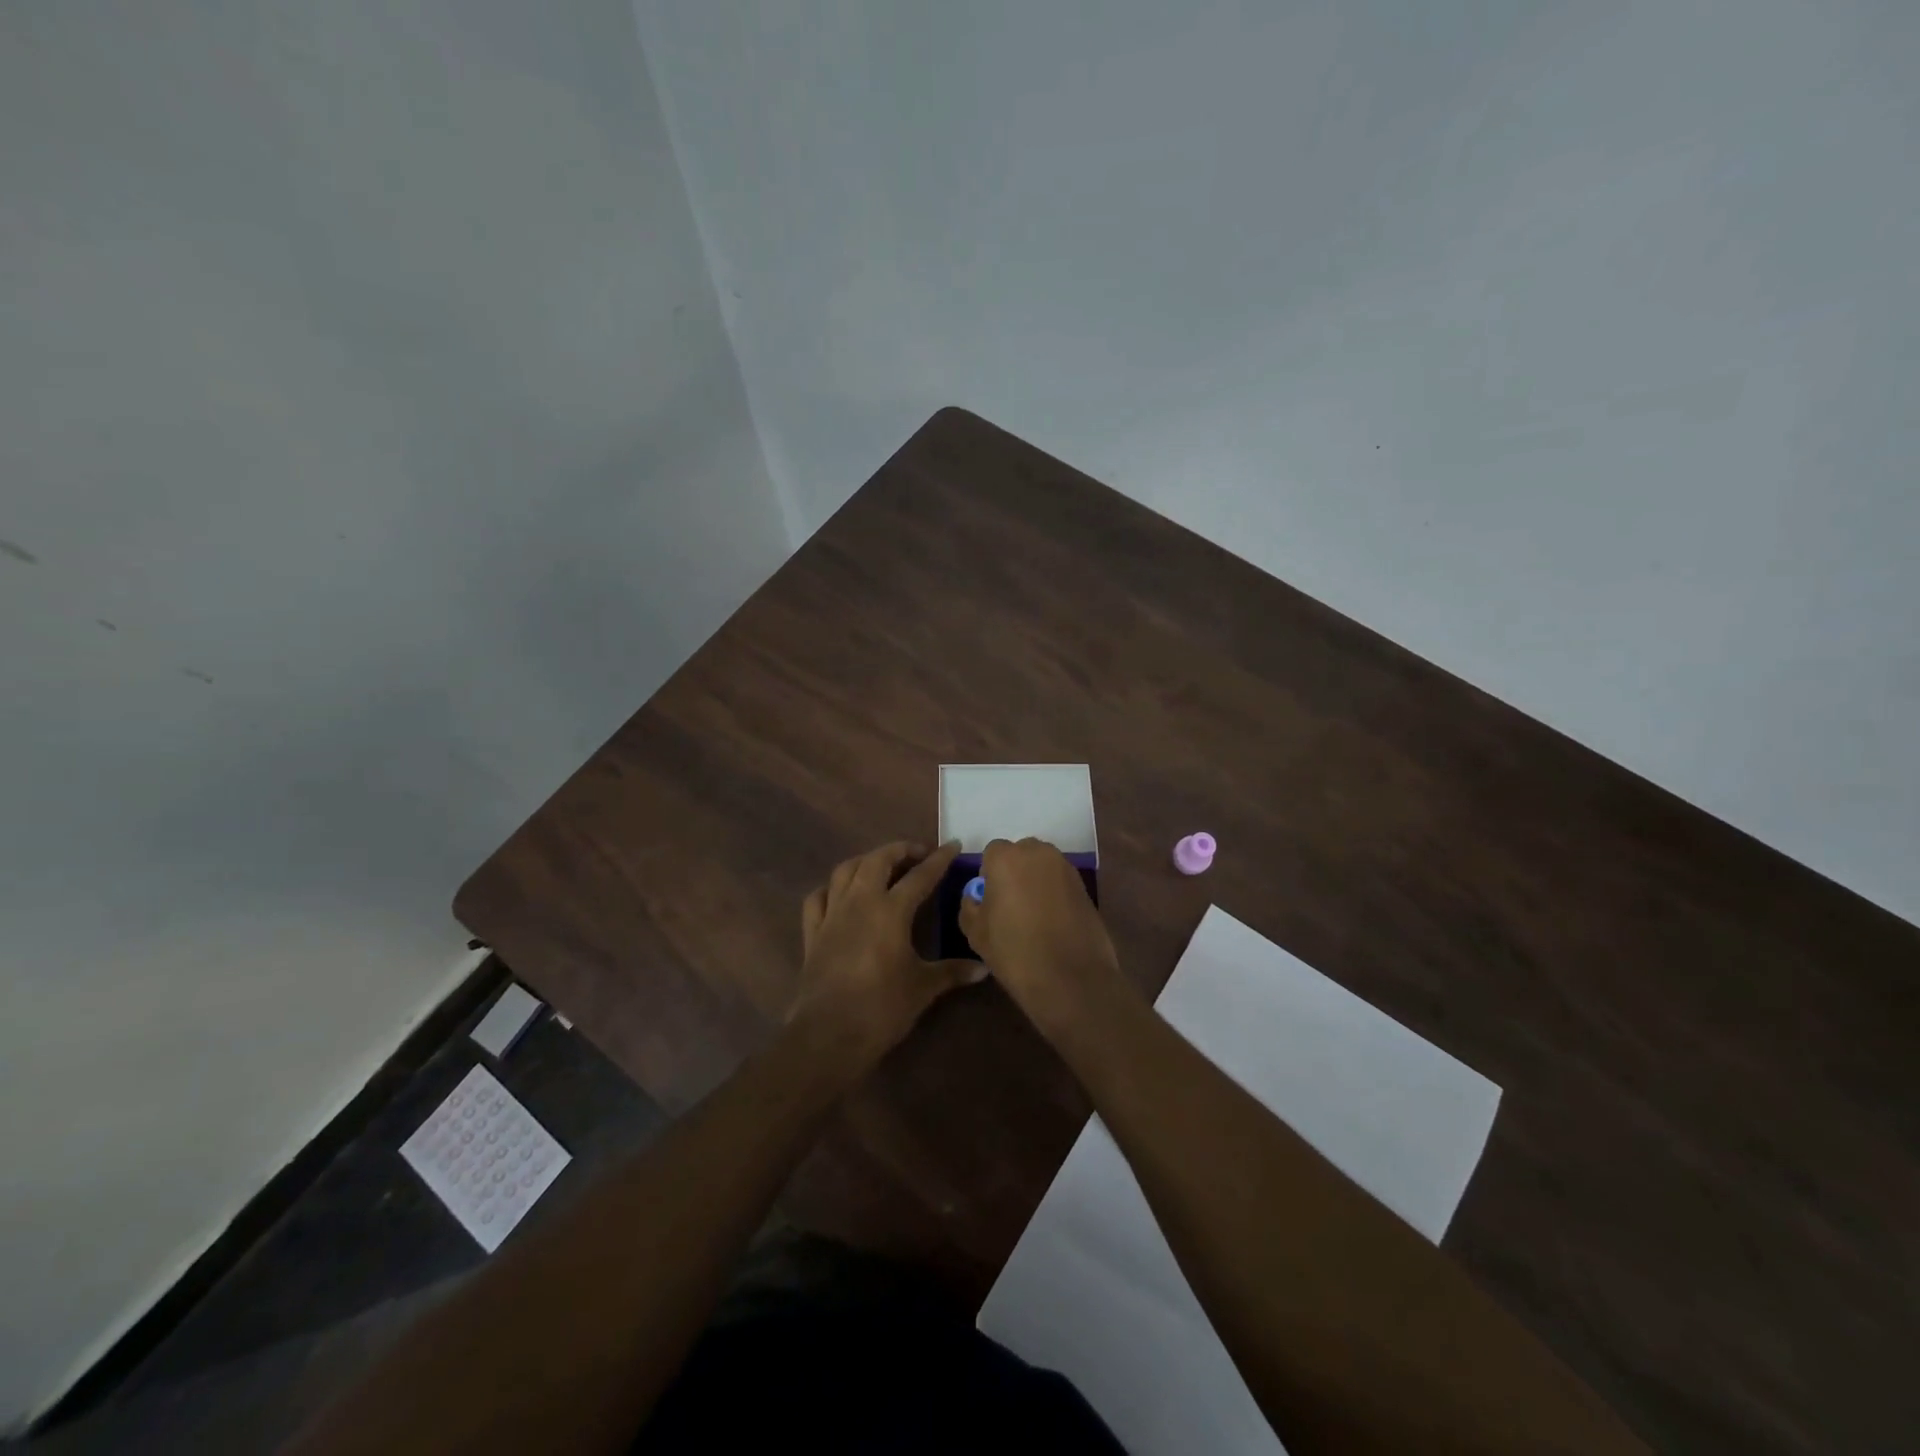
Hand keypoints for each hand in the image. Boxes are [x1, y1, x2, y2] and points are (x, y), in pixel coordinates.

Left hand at [788, 841, 985, 1072]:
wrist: (829, 1034)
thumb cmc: (883, 1008)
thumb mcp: (923, 987)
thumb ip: (953, 972)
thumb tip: (984, 968)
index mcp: (891, 910)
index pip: (920, 875)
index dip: (939, 859)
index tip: (953, 844)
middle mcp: (860, 902)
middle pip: (878, 860)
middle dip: (899, 850)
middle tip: (918, 854)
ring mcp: (832, 915)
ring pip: (845, 870)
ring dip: (865, 861)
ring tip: (882, 866)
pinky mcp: (812, 933)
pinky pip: (817, 898)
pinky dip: (830, 889)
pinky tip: (840, 894)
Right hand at [958, 837, 1129, 1035]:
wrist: (1070, 978)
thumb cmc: (1014, 952)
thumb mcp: (975, 932)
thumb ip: (969, 905)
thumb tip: (976, 897)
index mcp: (1006, 858)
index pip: (992, 852)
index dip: (989, 875)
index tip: (990, 900)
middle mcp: (1038, 853)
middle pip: (1020, 854)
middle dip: (1014, 872)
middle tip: (1010, 905)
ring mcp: (1065, 868)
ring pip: (1043, 866)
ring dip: (1035, 881)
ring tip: (1033, 915)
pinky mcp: (1085, 886)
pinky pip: (1061, 881)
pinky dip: (1054, 893)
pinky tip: (1052, 922)